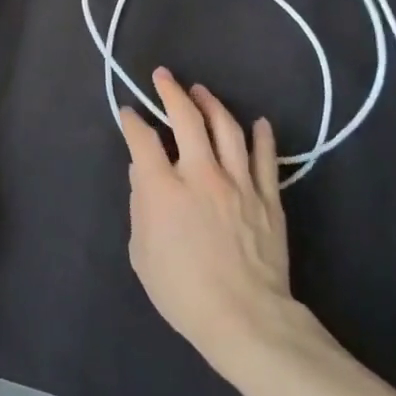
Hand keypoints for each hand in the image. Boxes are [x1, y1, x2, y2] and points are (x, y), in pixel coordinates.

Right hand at [122, 68, 299, 377]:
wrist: (246, 319)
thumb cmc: (184, 292)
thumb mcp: (142, 253)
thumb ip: (140, 207)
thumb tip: (141, 172)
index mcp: (164, 188)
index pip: (143, 139)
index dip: (131, 121)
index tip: (128, 113)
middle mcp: (200, 174)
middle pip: (186, 118)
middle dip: (170, 92)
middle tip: (163, 76)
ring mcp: (238, 182)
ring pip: (226, 127)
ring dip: (211, 103)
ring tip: (201, 91)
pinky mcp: (267, 197)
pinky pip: (265, 157)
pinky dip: (261, 136)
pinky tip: (257, 123)